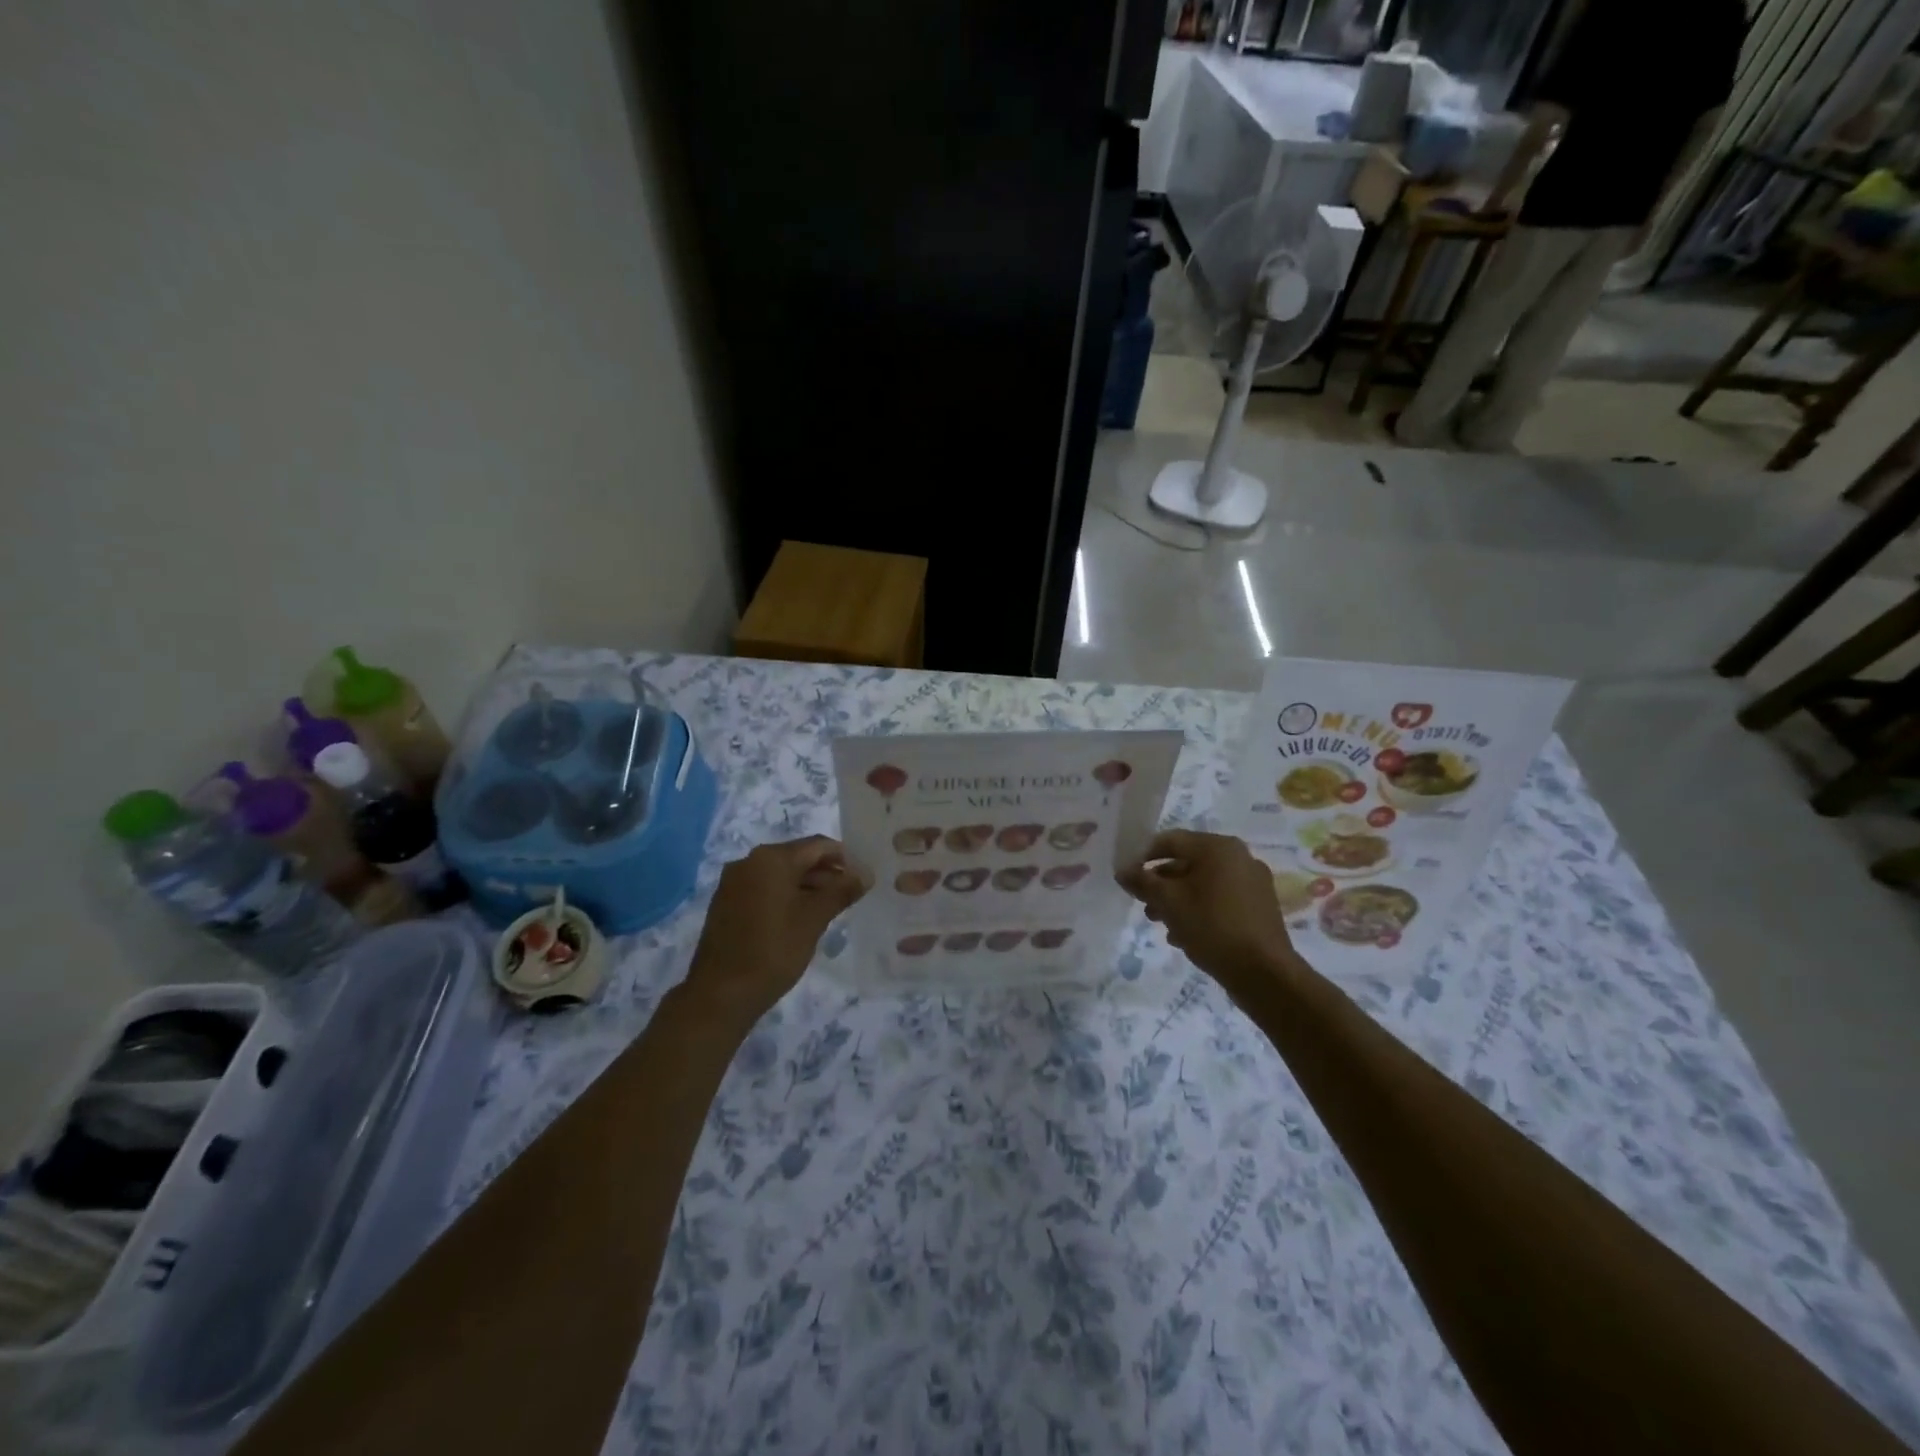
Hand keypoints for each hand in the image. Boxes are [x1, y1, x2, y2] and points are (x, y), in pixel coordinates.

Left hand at [684, 837, 866, 1024]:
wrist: (720, 994)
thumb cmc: (773, 950)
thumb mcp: (814, 919)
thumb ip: (842, 890)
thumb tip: (866, 873)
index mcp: (771, 858)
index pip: (818, 845)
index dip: (845, 858)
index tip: (863, 878)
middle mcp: (749, 861)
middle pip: (798, 857)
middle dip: (826, 872)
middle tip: (851, 895)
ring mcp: (734, 882)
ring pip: (780, 874)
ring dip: (807, 886)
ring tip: (830, 908)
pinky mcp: (726, 903)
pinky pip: (764, 888)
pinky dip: (785, 896)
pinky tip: (800, 918)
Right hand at [1119, 830, 1298, 1002]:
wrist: (1264, 974)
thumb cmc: (1212, 927)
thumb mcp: (1168, 903)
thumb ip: (1142, 882)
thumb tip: (1122, 871)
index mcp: (1218, 847)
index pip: (1170, 840)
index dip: (1143, 855)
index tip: (1127, 877)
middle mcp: (1239, 857)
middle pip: (1188, 862)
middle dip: (1161, 883)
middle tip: (1144, 904)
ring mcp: (1253, 883)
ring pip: (1204, 884)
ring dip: (1178, 900)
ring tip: (1161, 924)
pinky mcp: (1259, 907)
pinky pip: (1221, 900)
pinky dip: (1200, 911)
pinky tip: (1185, 935)